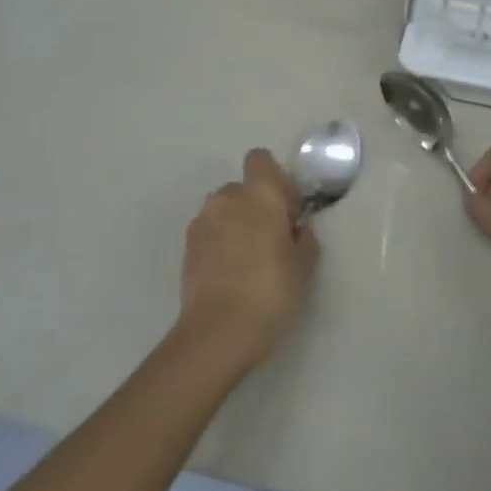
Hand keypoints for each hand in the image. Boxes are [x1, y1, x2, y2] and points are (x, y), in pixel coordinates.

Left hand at [179, 149, 317, 367]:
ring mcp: (202, 222)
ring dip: (235, 225)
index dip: (275, 180)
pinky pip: (209, 233)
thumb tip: (295, 228)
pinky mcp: (186, 247)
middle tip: (270, 240)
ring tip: (248, 261)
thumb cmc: (271, 291)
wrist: (218, 332)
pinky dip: (219, 245)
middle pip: (242, 188)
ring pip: (223, 211)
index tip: (286, 209)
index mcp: (259, 193)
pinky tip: (230, 275)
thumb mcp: (304, 265)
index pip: (260, 159)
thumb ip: (303, 237)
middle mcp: (227, 198)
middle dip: (255, 206)